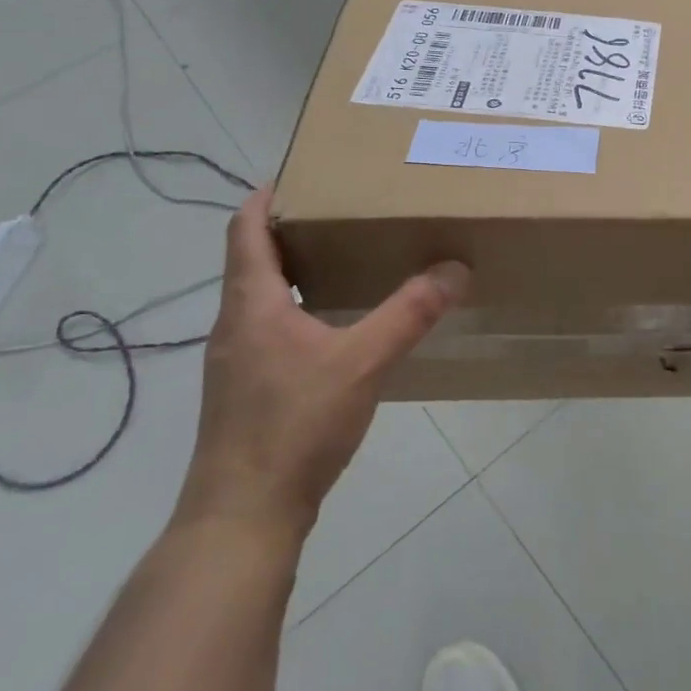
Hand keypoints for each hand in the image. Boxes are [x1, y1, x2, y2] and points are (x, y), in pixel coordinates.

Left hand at [174, 187, 468, 545]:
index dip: (266, 197)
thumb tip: (455, 267)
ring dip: (298, 274)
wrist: (243, 516)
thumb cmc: (294, 426)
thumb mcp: (363, 362)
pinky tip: (339, 331)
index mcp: (251, 304)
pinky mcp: (248, 394)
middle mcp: (235, 326)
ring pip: (264, 300)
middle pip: (254, 260)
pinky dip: (301, 313)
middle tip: (345, 213)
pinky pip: (272, 333)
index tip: (301, 173)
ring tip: (349, 262)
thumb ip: (410, 313)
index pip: (245, 230)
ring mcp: (237, 363)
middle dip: (294, 231)